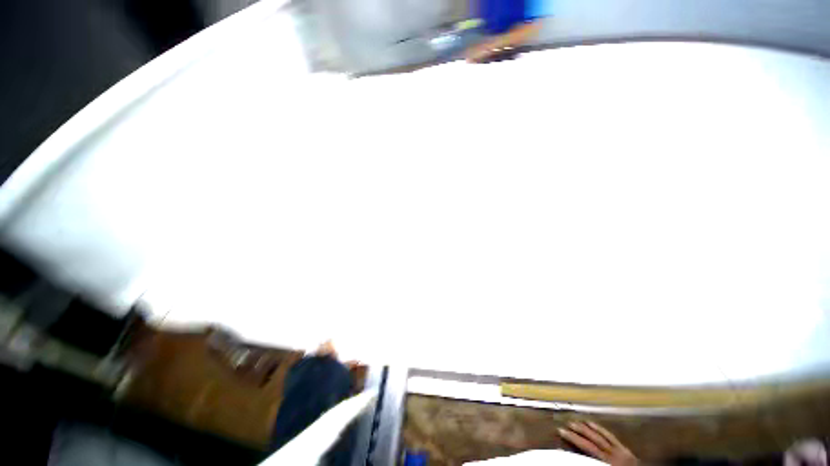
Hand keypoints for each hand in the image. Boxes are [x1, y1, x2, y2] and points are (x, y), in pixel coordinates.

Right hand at [559, 421, 638, 465]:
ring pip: (601, 436)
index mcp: (608, 462)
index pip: (587, 447)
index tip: (559, 430)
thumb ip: (591, 462)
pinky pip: (611, 437)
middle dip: (578, 432)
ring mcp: (621, 451)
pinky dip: (600, 429)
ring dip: (587, 428)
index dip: (573, 439)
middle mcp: (614, 454)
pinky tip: (593, 423)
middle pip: (593, 440)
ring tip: (576, 421)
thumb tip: (575, 456)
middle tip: (566, 424)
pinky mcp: (626, 450)